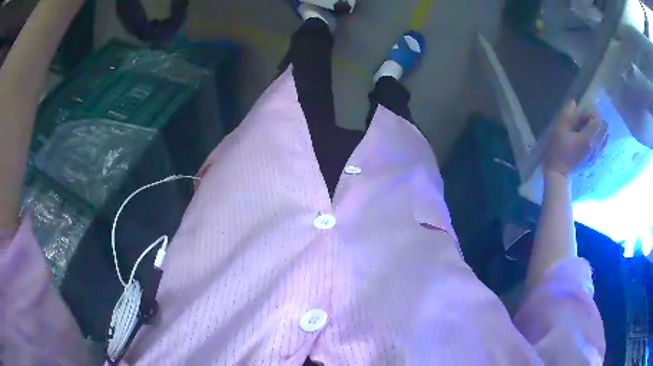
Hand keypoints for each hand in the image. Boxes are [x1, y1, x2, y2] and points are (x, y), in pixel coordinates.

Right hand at [544, 101, 607, 178]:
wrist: (558, 174)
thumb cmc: (557, 150)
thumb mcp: (559, 129)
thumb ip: (567, 114)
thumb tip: (573, 102)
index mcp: (588, 138)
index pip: (597, 119)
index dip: (589, 114)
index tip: (580, 118)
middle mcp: (595, 146)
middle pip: (604, 127)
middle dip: (596, 120)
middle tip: (585, 122)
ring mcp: (596, 154)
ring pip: (605, 137)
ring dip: (599, 129)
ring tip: (588, 130)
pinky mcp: (594, 159)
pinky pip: (602, 145)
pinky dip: (600, 138)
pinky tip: (591, 138)